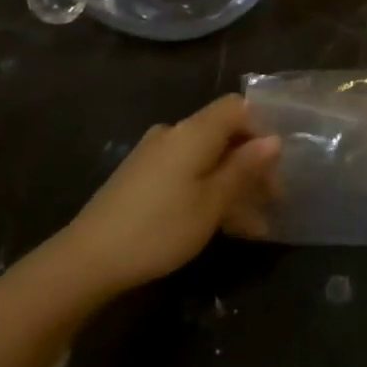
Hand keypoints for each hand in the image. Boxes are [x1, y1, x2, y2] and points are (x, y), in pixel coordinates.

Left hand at [61, 96, 280, 292]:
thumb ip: (244, 169)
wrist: (89, 259)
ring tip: (256, 224)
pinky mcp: (142, 177)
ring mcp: (154, 155)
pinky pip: (187, 174)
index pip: (237, 108)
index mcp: (193, 132)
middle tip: (274, 200)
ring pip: (207, 159)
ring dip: (233, 185)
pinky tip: (224, 226)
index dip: (262, 128)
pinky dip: (209, 192)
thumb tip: (274, 140)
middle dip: (251, 165)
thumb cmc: (160, 228)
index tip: (278, 163)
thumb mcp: (212, 203)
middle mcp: (173, 134)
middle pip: (223, 135)